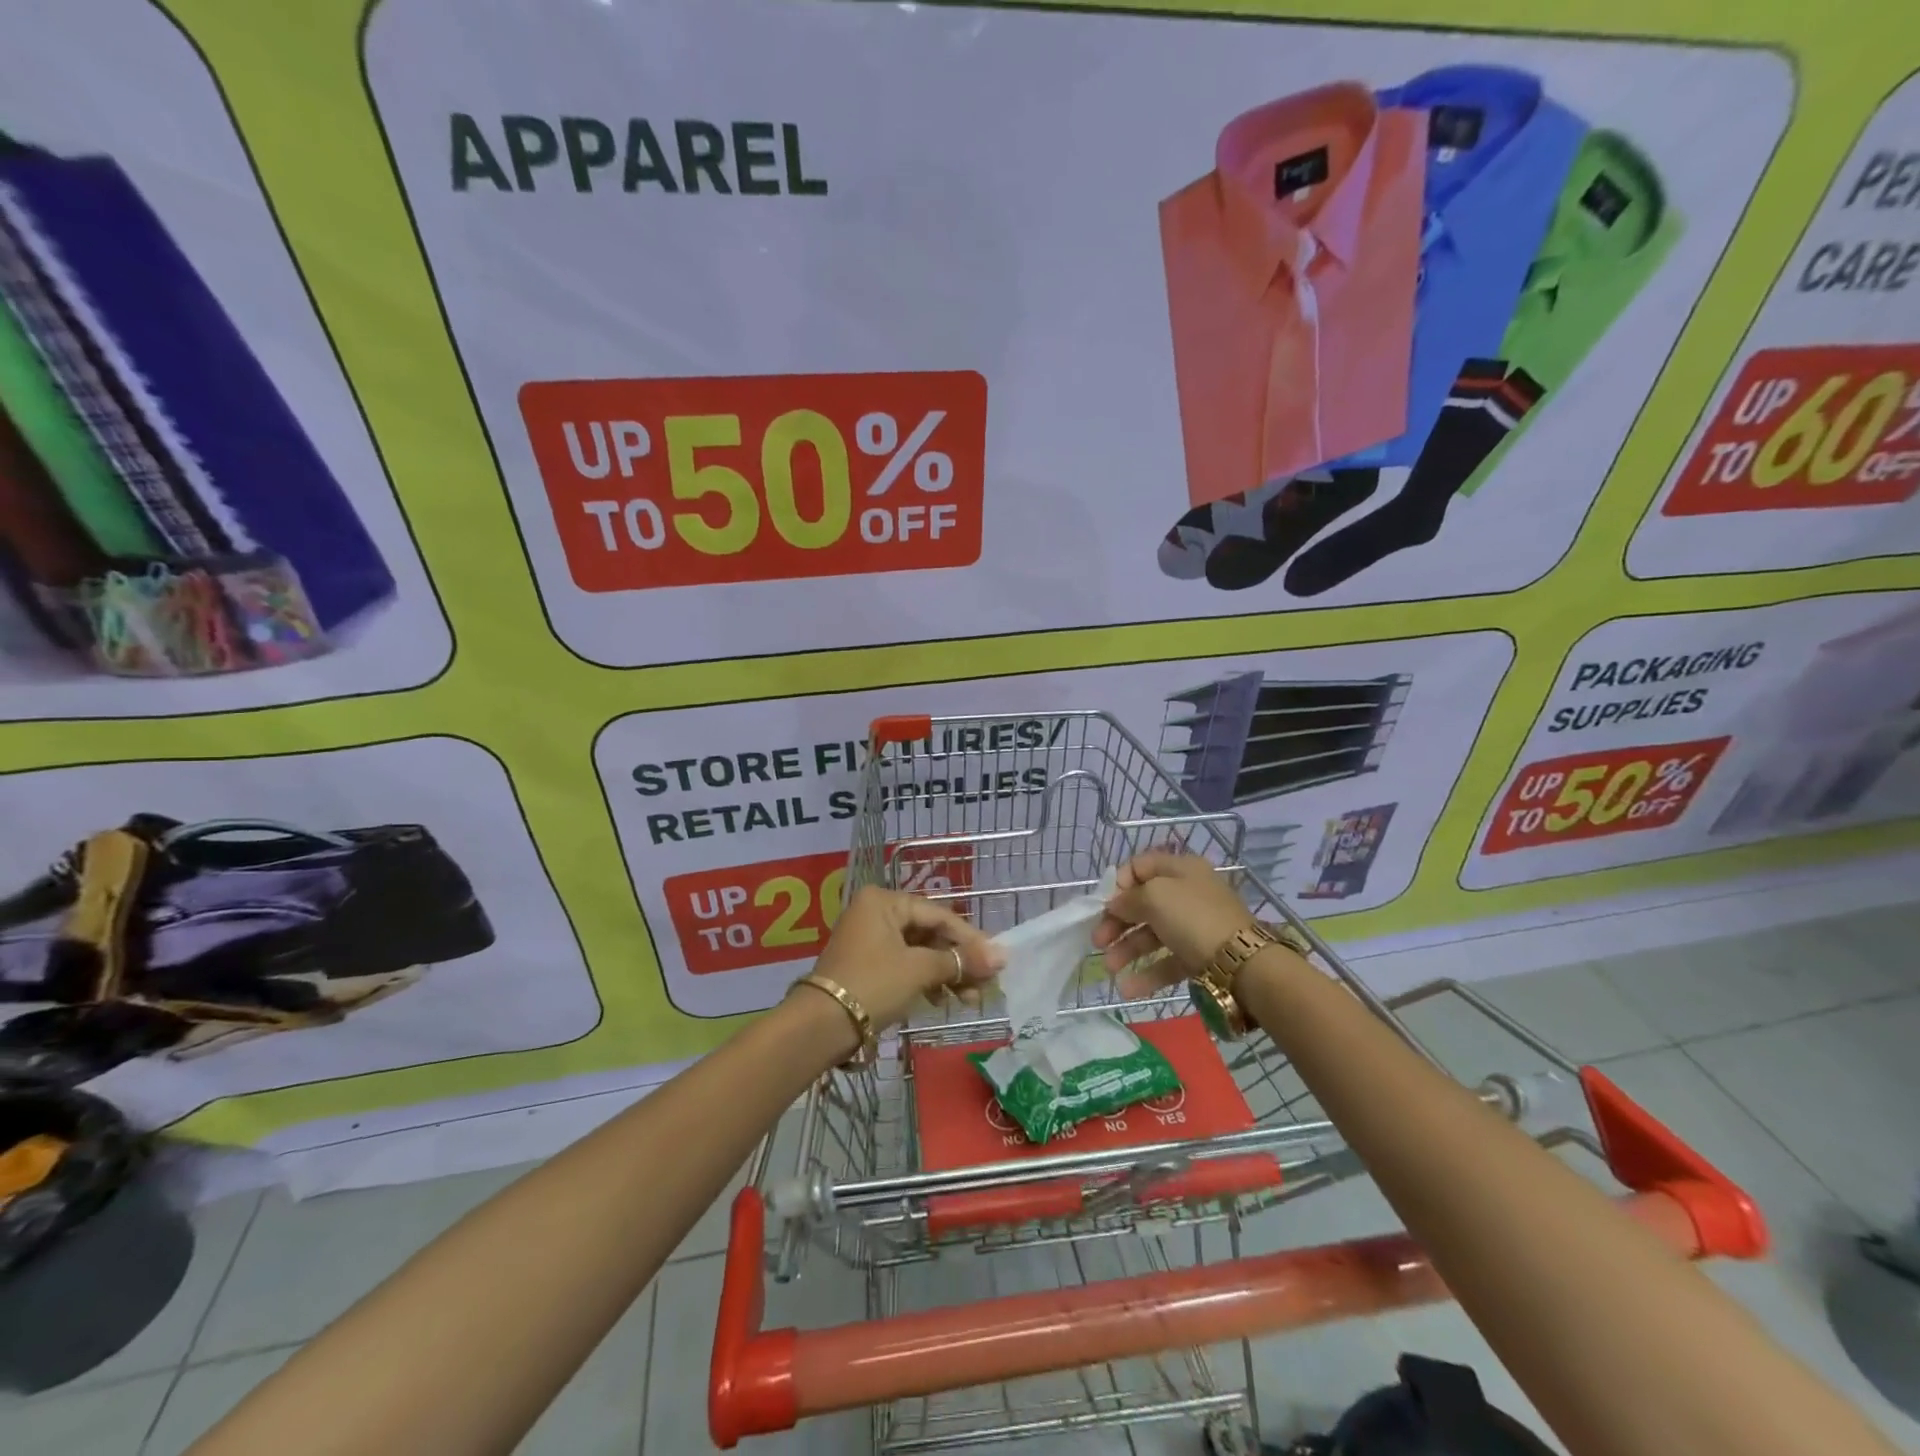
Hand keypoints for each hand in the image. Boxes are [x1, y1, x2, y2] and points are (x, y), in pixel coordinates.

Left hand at [808, 885, 1003, 1034]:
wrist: (821, 1026)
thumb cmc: (874, 985)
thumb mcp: (920, 970)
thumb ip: (961, 961)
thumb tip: (1002, 957)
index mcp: (885, 901)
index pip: (939, 915)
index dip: (971, 940)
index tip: (996, 963)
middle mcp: (875, 912)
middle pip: (930, 933)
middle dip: (958, 961)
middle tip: (983, 987)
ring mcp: (868, 938)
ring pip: (919, 951)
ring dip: (945, 974)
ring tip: (967, 1000)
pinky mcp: (865, 964)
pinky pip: (904, 964)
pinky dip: (925, 980)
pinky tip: (941, 1000)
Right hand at [1089, 850, 1255, 996]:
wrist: (1242, 963)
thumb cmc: (1193, 917)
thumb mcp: (1154, 897)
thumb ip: (1128, 898)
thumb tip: (1116, 904)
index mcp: (1180, 869)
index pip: (1140, 866)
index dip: (1119, 883)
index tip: (1104, 904)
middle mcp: (1188, 893)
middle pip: (1143, 903)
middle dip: (1117, 922)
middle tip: (1098, 941)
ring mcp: (1195, 926)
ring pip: (1153, 934)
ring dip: (1127, 949)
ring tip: (1110, 968)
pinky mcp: (1200, 956)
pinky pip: (1168, 960)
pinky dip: (1147, 973)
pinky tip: (1128, 989)